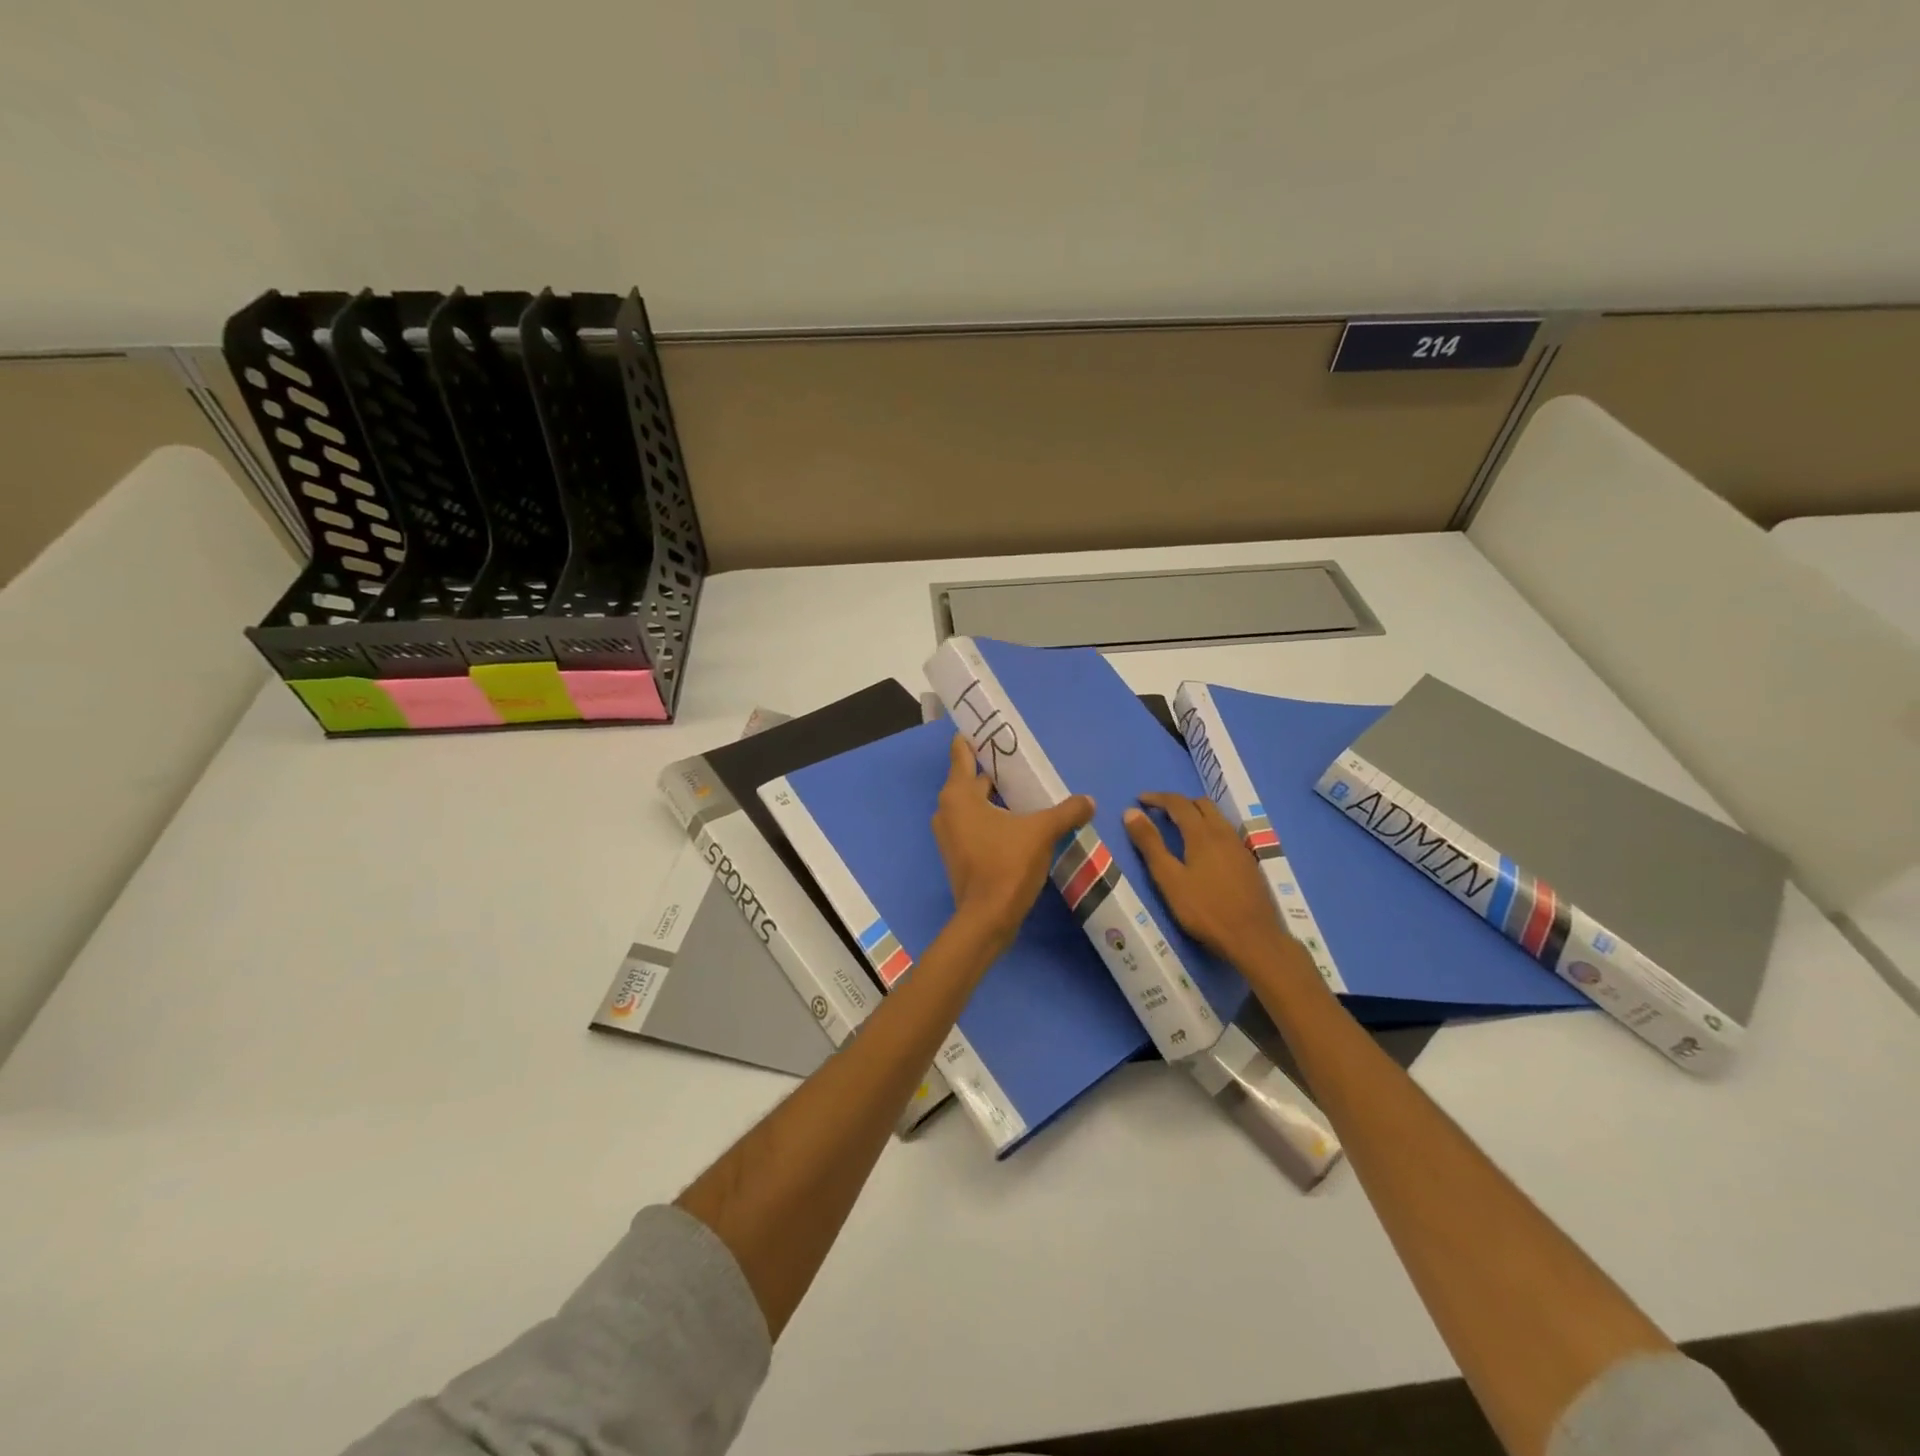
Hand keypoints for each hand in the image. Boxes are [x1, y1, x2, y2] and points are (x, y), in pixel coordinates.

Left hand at [932, 733, 1094, 948]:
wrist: (986, 919)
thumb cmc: (1007, 865)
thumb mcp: (1041, 832)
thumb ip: (1066, 811)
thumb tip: (1089, 800)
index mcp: (959, 795)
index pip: (961, 753)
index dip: (973, 738)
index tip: (989, 726)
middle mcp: (947, 809)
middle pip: (971, 779)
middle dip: (995, 770)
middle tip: (1023, 761)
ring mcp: (950, 834)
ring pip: (974, 804)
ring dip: (996, 797)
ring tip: (1026, 790)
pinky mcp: (959, 853)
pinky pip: (975, 824)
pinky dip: (993, 818)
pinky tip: (1019, 822)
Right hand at [1124, 793, 1288, 965]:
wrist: (1253, 939)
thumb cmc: (1204, 910)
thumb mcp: (1169, 878)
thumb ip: (1150, 844)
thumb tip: (1131, 812)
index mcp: (1202, 834)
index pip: (1178, 803)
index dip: (1158, 798)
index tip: (1140, 799)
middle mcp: (1224, 833)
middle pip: (1202, 804)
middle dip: (1179, 803)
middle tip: (1159, 813)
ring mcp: (1240, 848)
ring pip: (1217, 818)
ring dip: (1196, 814)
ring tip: (1179, 829)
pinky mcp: (1248, 863)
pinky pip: (1226, 833)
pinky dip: (1210, 829)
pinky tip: (1204, 851)